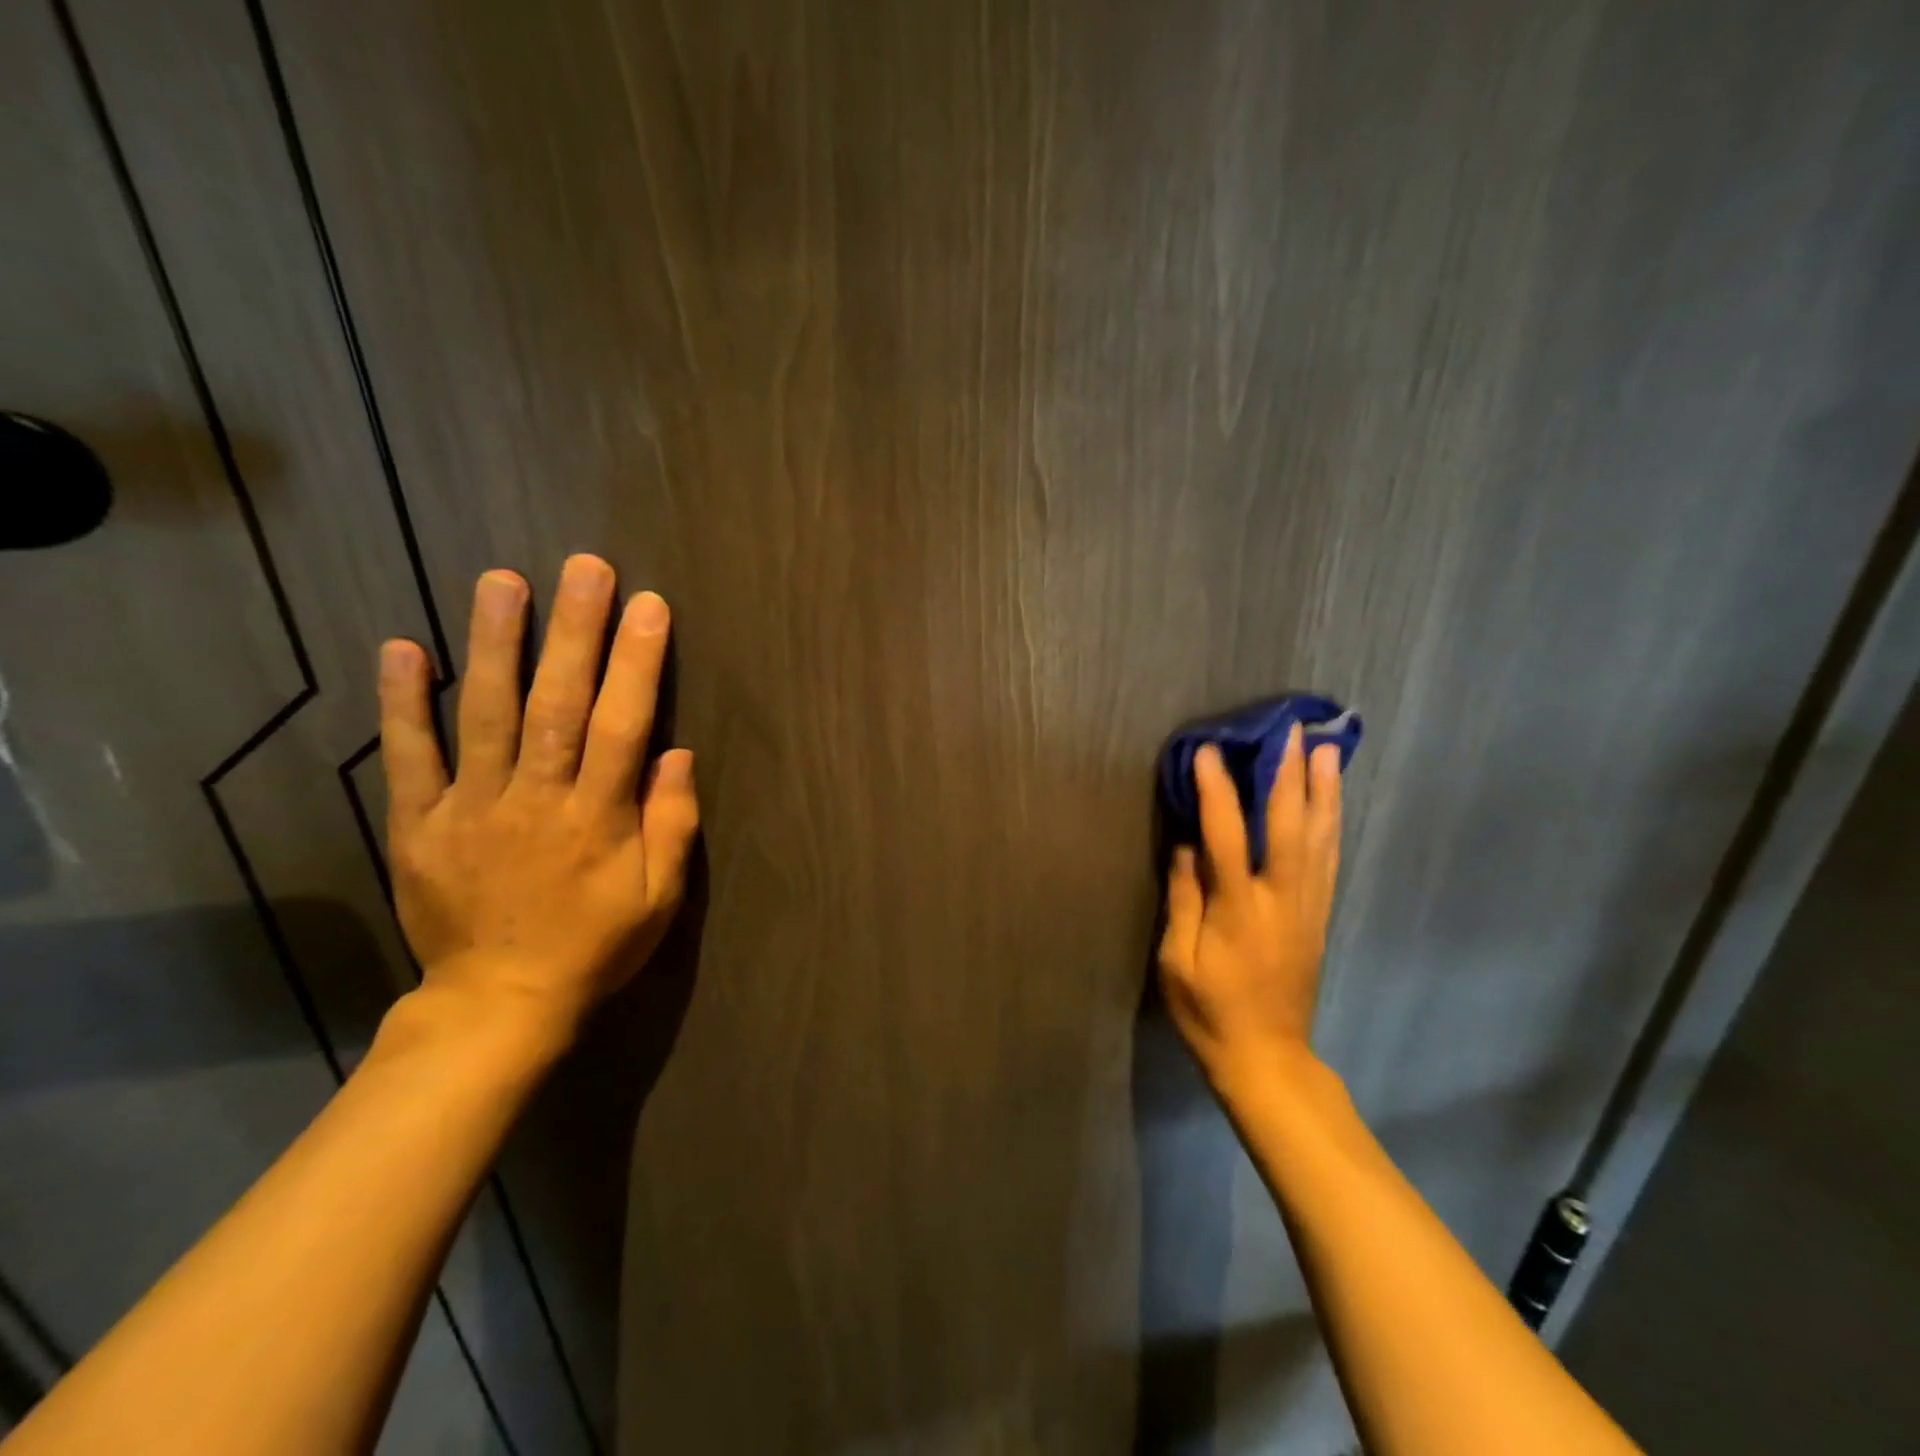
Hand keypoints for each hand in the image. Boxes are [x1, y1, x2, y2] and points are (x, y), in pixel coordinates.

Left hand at [377, 554, 700, 1047]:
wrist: (499, 1004)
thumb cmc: (595, 946)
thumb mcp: (660, 898)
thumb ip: (672, 824)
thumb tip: (676, 753)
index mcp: (597, 819)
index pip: (622, 726)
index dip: (637, 663)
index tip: (649, 606)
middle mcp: (535, 800)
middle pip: (557, 704)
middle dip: (574, 632)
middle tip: (585, 568)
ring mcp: (470, 809)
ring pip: (483, 715)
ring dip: (493, 644)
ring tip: (502, 581)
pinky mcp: (419, 825)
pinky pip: (410, 757)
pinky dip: (403, 703)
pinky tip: (402, 648)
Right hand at [1158, 726, 1342, 1086]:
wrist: (1267, 1060)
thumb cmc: (1209, 1012)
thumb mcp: (1177, 962)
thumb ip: (1183, 901)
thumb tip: (1186, 846)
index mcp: (1239, 911)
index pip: (1226, 837)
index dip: (1217, 791)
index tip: (1209, 751)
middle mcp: (1281, 900)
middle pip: (1288, 827)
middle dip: (1289, 775)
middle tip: (1291, 731)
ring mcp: (1307, 908)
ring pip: (1319, 839)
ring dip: (1323, 791)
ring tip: (1327, 751)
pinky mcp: (1319, 918)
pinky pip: (1330, 862)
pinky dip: (1332, 825)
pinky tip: (1332, 803)